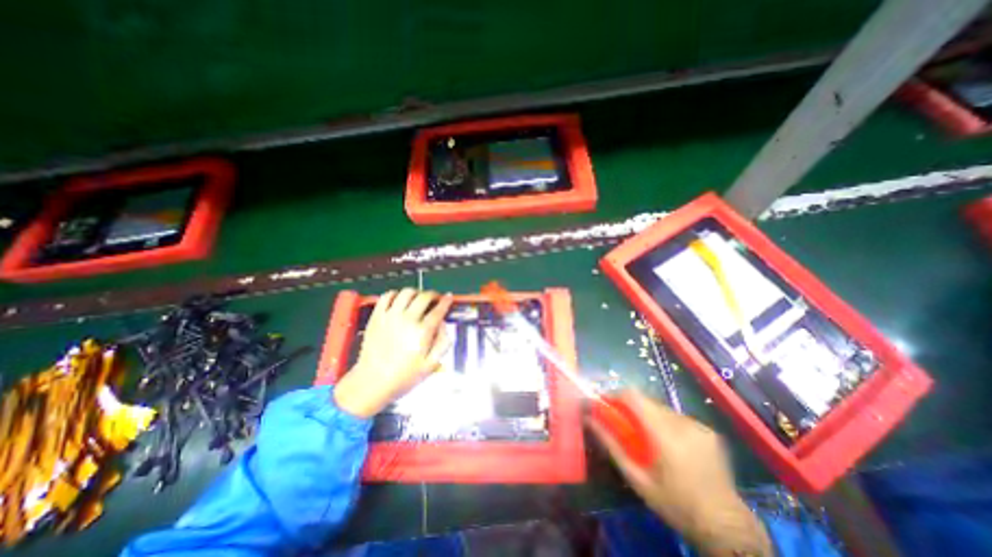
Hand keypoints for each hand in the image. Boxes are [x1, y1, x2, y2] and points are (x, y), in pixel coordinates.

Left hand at [334, 292, 453, 418]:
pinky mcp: (377, 316)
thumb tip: (443, 324)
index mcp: (423, 332)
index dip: (446, 301)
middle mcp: (408, 319)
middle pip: (424, 297)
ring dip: (416, 292)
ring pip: (406, 293)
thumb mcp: (431, 365)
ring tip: (418, 299)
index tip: (449, 297)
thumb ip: (442, 343)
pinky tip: (399, 300)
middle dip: (433, 295)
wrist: (372, 382)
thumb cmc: (404, 376)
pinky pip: (386, 296)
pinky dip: (395, 294)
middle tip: (435, 299)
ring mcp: (390, 316)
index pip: (438, 310)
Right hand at [591, 391, 770, 555]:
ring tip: (649, 439)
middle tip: (625, 426)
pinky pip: (678, 417)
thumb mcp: (637, 479)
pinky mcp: (708, 430)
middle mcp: (681, 422)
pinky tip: (671, 445)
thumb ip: (612, 446)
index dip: (615, 395)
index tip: (606, 404)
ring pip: (662, 408)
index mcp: (663, 434)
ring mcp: (698, 425)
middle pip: (646, 401)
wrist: (727, 527)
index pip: (633, 396)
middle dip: (631, 408)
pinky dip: (667, 423)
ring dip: (649, 416)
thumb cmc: (675, 504)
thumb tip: (589, 420)